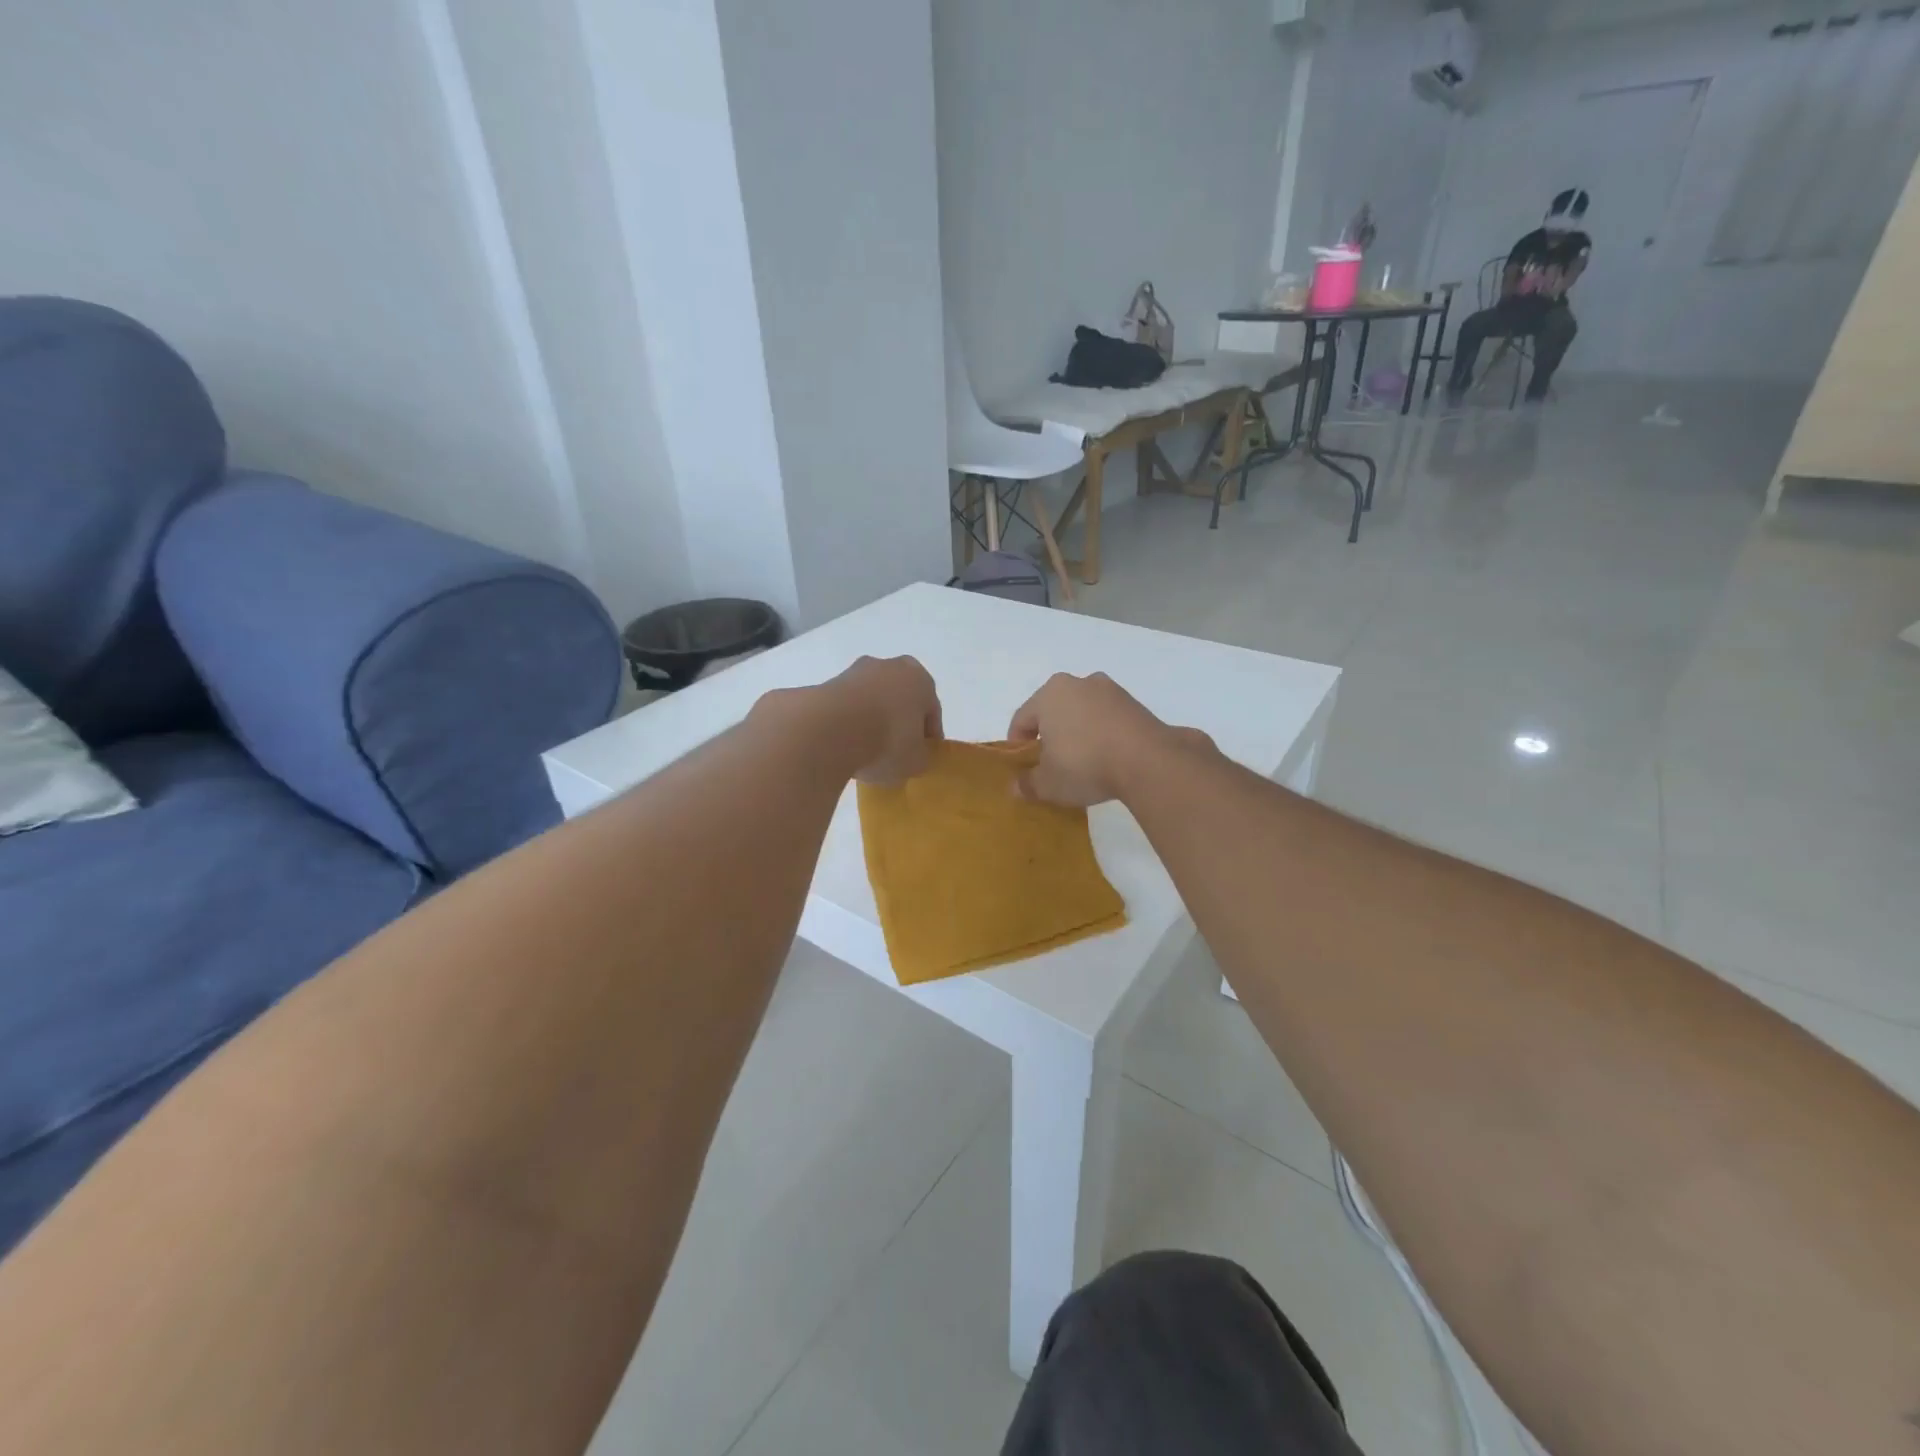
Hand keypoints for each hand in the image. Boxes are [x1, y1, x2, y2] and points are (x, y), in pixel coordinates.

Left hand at [829, 655, 942, 785]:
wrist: (829, 730)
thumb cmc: (886, 741)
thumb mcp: (915, 761)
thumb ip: (920, 755)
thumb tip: (912, 754)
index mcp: (920, 680)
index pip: (931, 710)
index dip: (928, 736)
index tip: (922, 756)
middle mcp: (890, 667)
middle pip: (900, 698)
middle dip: (899, 720)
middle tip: (896, 750)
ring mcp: (855, 672)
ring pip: (872, 699)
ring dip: (872, 718)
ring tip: (866, 750)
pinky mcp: (827, 683)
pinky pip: (846, 706)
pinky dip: (848, 721)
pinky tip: (845, 743)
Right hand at [1006, 672, 1211, 806]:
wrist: (1147, 761)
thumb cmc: (1084, 764)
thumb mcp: (1048, 783)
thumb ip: (1028, 783)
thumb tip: (1016, 787)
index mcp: (1049, 694)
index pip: (1022, 718)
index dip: (1017, 743)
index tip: (1022, 765)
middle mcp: (1079, 683)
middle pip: (1053, 710)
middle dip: (1050, 734)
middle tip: (1050, 763)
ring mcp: (1111, 691)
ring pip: (1082, 712)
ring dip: (1077, 732)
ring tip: (1082, 762)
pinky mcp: (1136, 704)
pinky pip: (1108, 719)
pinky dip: (1102, 734)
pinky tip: (1106, 757)